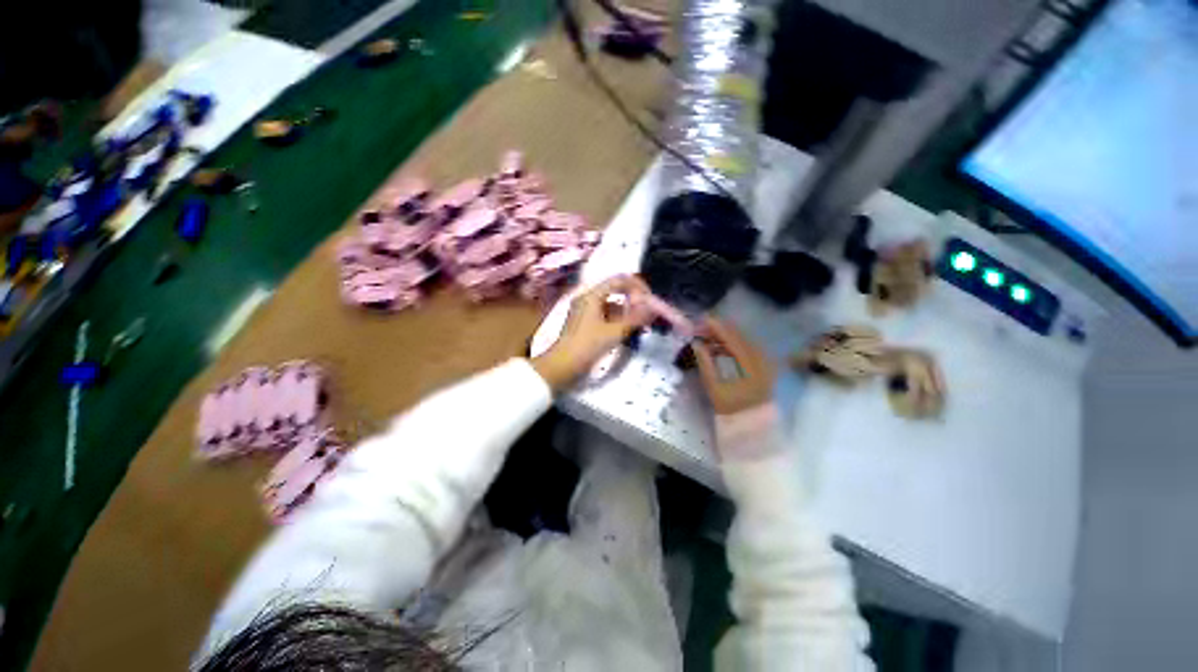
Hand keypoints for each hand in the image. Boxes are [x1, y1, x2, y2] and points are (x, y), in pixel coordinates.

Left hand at [532, 274, 655, 390]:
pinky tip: (628, 330)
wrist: (562, 366)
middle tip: (648, 311)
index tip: (650, 300)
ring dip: (627, 310)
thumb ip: (635, 318)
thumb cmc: (587, 346)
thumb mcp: (614, 332)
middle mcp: (588, 298)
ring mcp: (585, 310)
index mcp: (592, 295)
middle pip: (616, 290)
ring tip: (641, 323)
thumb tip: (653, 307)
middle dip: (633, 299)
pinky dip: (618, 319)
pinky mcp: (585, 322)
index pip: (619, 280)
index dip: (638, 286)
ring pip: (611, 303)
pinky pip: (606, 314)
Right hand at [693, 317, 775, 414]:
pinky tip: (722, 345)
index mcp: (748, 362)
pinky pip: (747, 347)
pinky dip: (733, 344)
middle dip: (720, 329)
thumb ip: (705, 361)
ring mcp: (764, 360)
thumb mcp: (713, 384)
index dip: (716, 326)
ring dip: (725, 336)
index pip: (731, 336)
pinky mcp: (764, 365)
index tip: (701, 319)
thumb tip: (696, 342)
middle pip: (738, 335)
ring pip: (743, 340)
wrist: (751, 422)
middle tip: (701, 326)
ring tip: (708, 335)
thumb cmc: (730, 406)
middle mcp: (760, 357)